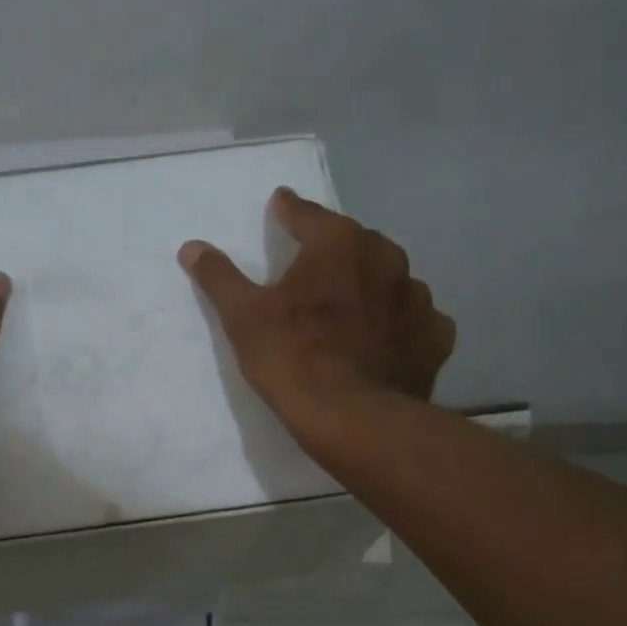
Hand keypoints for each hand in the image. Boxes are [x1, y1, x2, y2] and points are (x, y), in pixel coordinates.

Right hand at [178, 187, 454, 438]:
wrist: (355, 420)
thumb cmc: (294, 358)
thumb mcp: (244, 317)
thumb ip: (220, 278)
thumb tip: (192, 247)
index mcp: (339, 244)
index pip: (308, 215)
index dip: (289, 211)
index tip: (280, 205)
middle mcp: (386, 259)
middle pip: (355, 243)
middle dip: (335, 250)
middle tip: (314, 265)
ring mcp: (418, 299)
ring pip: (390, 280)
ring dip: (370, 286)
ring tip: (351, 307)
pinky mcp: (435, 338)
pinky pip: (415, 320)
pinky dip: (399, 325)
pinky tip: (386, 340)